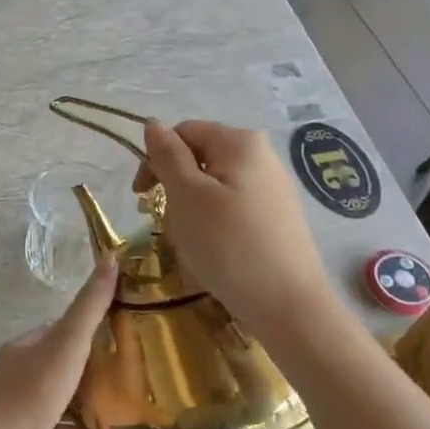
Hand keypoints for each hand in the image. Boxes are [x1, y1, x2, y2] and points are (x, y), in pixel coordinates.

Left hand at [0, 257, 123, 428]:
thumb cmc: (30, 394)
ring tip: (134, 424)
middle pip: (62, 375)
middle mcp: (19, 384)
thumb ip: (89, 307)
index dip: (87, 330)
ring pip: (63, 419)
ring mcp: (22, 423)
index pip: (57, 333)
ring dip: (94, 423)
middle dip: (95, 378)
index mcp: (23, 353)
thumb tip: (112, 258)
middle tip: (137, 379)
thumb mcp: (66, 344)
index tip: (123, 331)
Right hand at [140, 119, 339, 335]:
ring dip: (192, 211)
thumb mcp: (187, 195)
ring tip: (193, 244)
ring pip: (215, 188)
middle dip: (176, 189)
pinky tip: (216, 254)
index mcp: (240, 142)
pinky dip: (215, 226)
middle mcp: (262, 156)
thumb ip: (167, 156)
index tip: (142, 198)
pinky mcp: (278, 218)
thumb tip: (152, 124)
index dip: (156, 160)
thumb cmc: (228, 244)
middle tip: (168, 225)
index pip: (183, 133)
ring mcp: (274, 188)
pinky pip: (234, 209)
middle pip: (200, 159)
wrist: (287, 304)